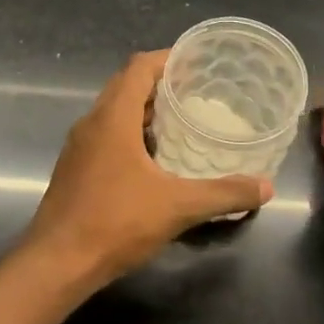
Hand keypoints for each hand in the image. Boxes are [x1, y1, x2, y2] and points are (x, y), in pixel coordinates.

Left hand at [24, 50, 273, 286]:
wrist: (57, 264)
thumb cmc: (114, 223)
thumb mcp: (178, 207)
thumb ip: (224, 194)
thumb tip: (266, 187)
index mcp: (112, 118)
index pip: (139, 68)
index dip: (168, 59)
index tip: (198, 63)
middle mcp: (91, 124)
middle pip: (126, 86)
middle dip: (160, 84)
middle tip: (198, 91)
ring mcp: (79, 148)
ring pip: (114, 113)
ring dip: (145, 111)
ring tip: (182, 121)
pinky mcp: (75, 170)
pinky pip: (107, 137)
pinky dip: (132, 135)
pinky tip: (156, 160)